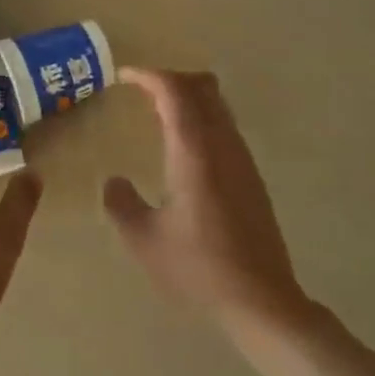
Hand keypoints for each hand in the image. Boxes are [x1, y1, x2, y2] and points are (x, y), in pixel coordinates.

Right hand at [104, 68, 309, 336]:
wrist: (261, 299)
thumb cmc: (198, 268)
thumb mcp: (144, 240)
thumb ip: (121, 205)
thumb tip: (114, 181)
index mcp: (194, 152)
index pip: (174, 92)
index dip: (149, 75)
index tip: (125, 76)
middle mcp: (222, 145)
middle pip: (202, 87)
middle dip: (171, 79)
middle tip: (142, 90)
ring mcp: (241, 159)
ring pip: (218, 105)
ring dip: (189, 97)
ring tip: (159, 113)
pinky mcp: (251, 176)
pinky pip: (225, 126)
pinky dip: (202, 118)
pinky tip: (185, 147)